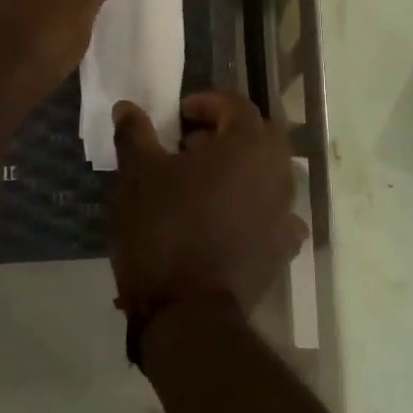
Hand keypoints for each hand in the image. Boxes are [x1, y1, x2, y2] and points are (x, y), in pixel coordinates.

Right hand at [110, 92, 306, 318]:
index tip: (178, 115)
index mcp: (248, 144)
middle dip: (227, 131)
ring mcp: (286, 210)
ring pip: (269, 172)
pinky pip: (275, 212)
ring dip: (241, 167)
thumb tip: (127, 107)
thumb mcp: (138, 174)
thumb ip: (135, 133)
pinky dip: (255, 206)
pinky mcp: (283, 246)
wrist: (187, 309)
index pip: (236, 104)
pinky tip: (229, 217)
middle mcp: (278, 171)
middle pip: (260, 135)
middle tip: (191, 144)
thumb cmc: (162, 229)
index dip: (206, 102)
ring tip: (204, 182)